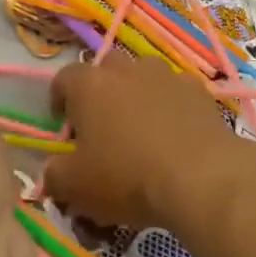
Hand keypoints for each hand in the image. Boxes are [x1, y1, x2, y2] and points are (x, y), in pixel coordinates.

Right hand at [43, 57, 240, 230]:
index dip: (59, 100)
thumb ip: (55, 176)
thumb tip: (54, 172)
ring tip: (143, 129)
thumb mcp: (75, 187)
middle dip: (102, 91)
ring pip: (145, 76)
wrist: (201, 178)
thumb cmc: (127, 177)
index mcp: (89, 85)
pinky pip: (178, 93)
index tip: (64, 125)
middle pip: (106, 69)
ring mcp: (166, 76)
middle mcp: (126, 69)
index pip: (64, 78)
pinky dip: (173, 108)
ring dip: (139, 95)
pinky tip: (177, 136)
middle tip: (104, 125)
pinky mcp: (199, 92)